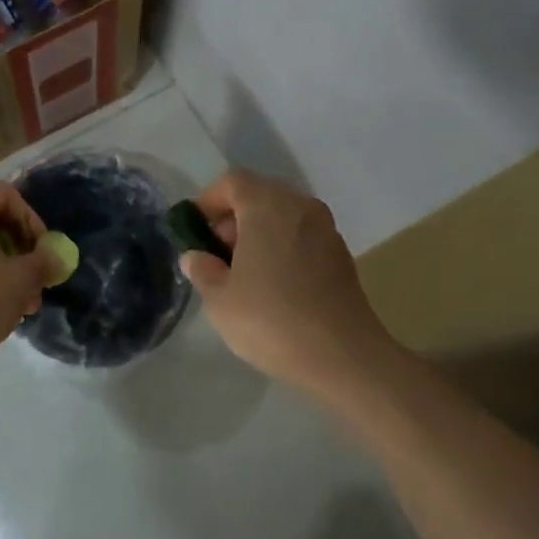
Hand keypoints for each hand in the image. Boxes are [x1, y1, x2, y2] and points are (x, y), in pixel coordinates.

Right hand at [179, 171, 392, 396]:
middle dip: (233, 218)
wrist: (343, 356)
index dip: (209, 200)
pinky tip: (273, 285)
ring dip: (259, 234)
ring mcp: (326, 229)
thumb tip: (195, 256)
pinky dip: (283, 247)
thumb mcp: (219, 299)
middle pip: (259, 195)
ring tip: (243, 273)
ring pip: (283, 216)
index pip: (232, 182)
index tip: (195, 229)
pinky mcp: (341, 255)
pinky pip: (302, 237)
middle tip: (216, 254)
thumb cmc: (271, 319)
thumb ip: (202, 269)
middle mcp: (300, 206)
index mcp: (267, 205)